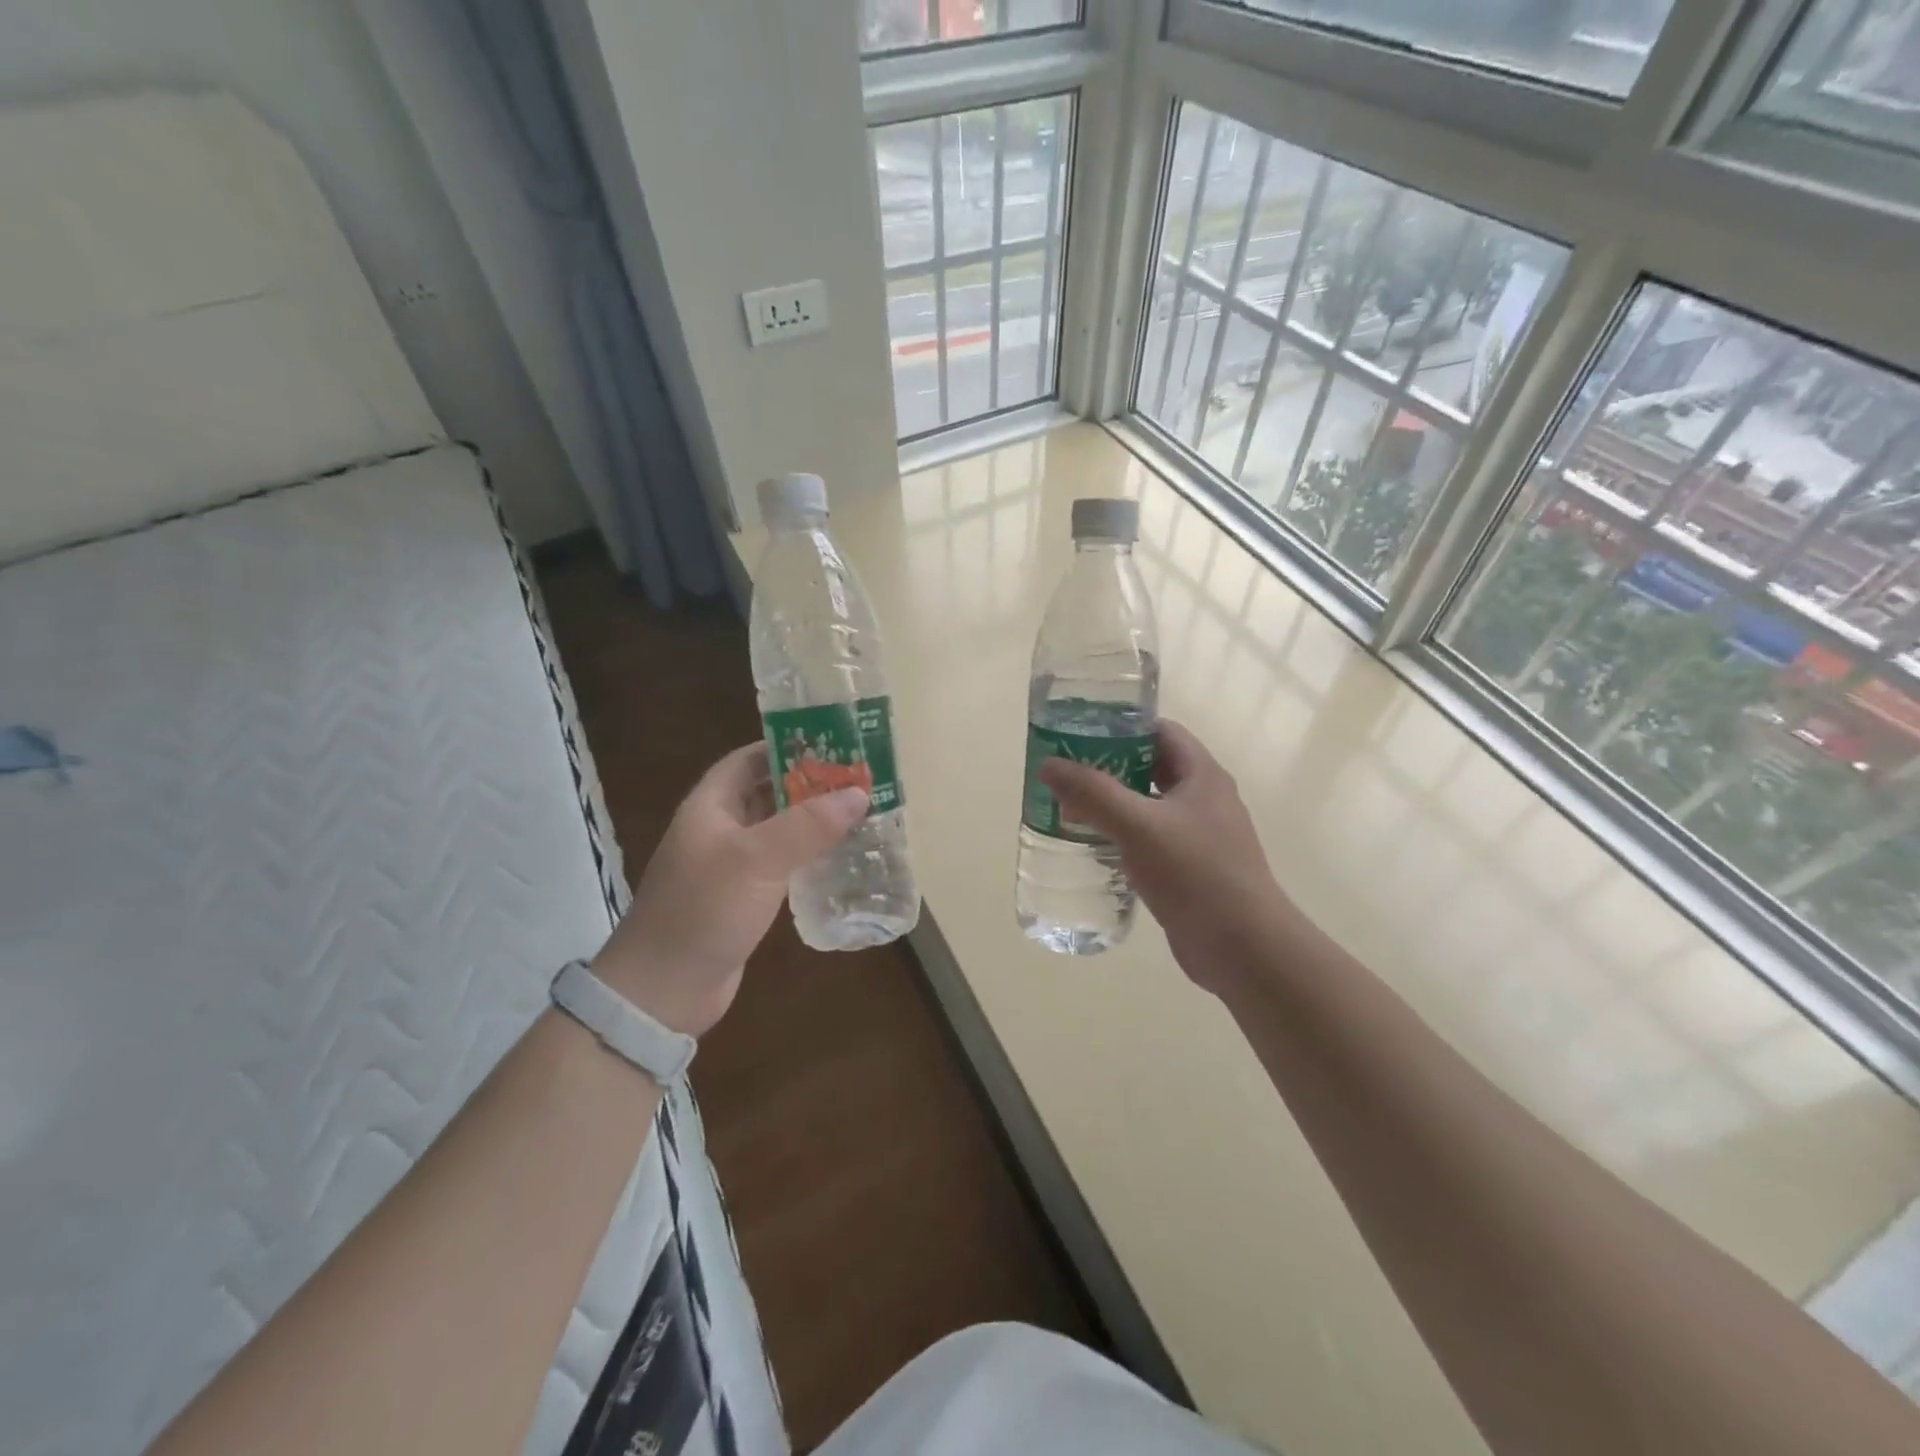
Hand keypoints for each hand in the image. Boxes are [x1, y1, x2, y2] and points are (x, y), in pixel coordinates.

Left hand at [592, 743, 866, 1035]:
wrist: (662, 992)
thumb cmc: (703, 911)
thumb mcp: (756, 860)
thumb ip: (807, 825)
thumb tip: (858, 793)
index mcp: (711, 806)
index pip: (749, 759)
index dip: (788, 747)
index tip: (834, 745)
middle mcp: (720, 829)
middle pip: (768, 792)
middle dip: (811, 784)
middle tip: (861, 780)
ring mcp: (731, 866)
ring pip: (779, 830)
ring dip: (815, 822)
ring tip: (862, 812)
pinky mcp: (744, 898)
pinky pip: (782, 864)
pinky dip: (810, 856)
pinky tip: (843, 857)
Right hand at [1039, 720, 1300, 993]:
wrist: (1243, 947)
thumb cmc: (1195, 874)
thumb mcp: (1139, 826)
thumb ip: (1093, 794)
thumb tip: (1049, 765)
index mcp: (1202, 776)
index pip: (1161, 732)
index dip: (1122, 726)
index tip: (1080, 732)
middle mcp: (1205, 799)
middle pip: (1152, 768)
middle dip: (1109, 767)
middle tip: (1067, 772)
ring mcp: (1200, 836)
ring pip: (1149, 807)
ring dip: (1114, 805)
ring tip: (1070, 808)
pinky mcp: (1191, 869)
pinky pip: (1151, 841)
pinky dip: (1123, 837)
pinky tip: (1094, 848)